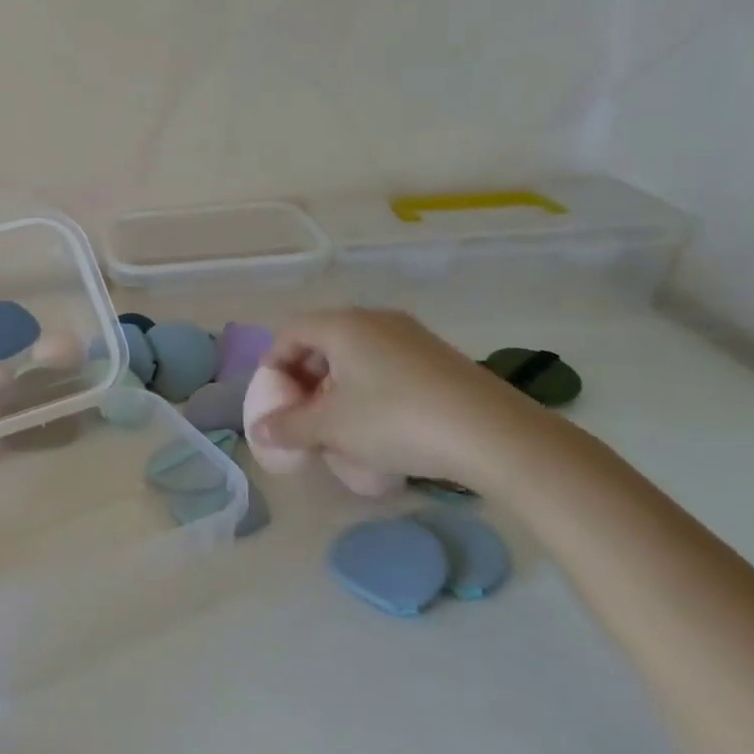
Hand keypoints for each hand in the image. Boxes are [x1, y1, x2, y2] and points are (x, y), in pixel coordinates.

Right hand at [255, 308, 557, 491]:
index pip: (290, 331)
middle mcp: (375, 319)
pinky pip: (386, 362)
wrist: (493, 434)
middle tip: (303, 412)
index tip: (275, 399)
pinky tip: (380, 421)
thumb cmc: (395, 421)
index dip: (274, 363)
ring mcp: (411, 335)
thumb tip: (260, 430)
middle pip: (323, 339)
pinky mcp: (439, 356)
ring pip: (356, 352)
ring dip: (337, 383)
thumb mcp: (331, 429)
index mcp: (342, 325)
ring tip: (339, 421)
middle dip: (305, 376)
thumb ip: (289, 427)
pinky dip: (369, 384)